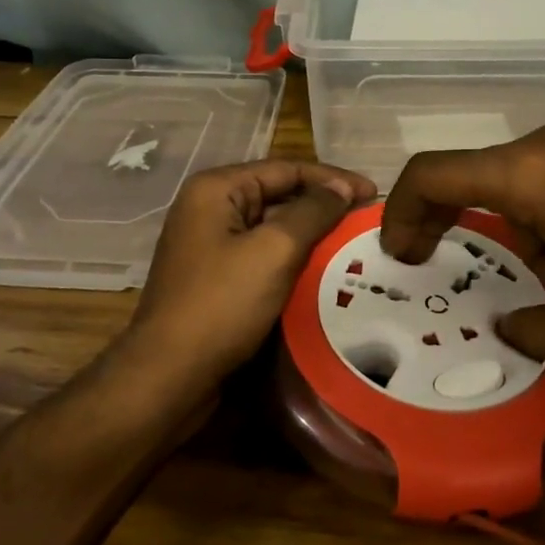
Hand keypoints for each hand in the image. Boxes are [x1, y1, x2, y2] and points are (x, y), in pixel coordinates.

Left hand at [127, 160, 377, 383]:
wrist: (169, 375)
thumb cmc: (222, 304)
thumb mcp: (274, 251)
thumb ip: (312, 212)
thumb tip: (342, 188)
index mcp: (216, 189)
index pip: (286, 169)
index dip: (333, 179)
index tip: (375, 194)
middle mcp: (209, 209)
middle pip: (277, 195)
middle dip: (323, 207)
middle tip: (366, 220)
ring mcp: (209, 245)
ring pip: (271, 229)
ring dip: (310, 235)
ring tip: (352, 245)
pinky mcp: (214, 278)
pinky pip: (261, 257)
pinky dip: (292, 261)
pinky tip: (322, 273)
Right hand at [379, 122, 544, 365]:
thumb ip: (533, 331)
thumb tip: (512, 325)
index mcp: (529, 176)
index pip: (432, 174)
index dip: (401, 211)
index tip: (404, 253)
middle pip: (485, 177)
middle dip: (476, 231)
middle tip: (498, 283)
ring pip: (534, 176)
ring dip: (529, 225)